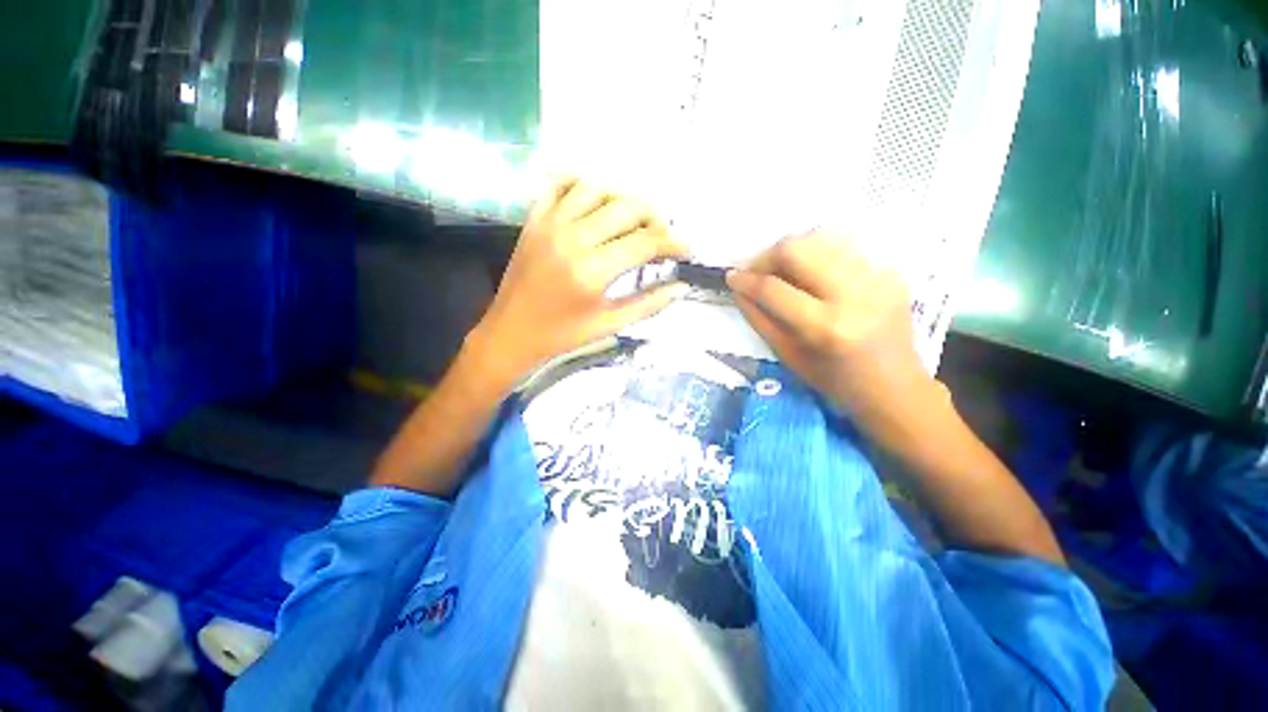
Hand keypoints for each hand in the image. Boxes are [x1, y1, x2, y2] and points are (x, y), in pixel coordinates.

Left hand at [468, 177, 688, 387]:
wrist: (511, 333)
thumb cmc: (562, 335)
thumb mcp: (609, 325)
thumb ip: (648, 304)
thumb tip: (682, 287)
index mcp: (592, 271)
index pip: (646, 242)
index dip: (673, 243)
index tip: (686, 249)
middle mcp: (573, 238)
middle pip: (626, 207)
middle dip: (655, 216)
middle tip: (662, 234)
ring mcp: (549, 224)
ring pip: (596, 189)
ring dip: (622, 198)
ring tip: (633, 219)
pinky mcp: (533, 220)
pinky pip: (558, 184)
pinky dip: (580, 183)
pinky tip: (595, 200)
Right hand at [727, 232, 941, 433]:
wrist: (895, 387)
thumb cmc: (835, 381)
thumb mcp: (788, 356)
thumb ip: (759, 319)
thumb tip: (739, 288)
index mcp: (826, 327)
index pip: (773, 288)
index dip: (746, 280)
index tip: (732, 278)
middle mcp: (854, 294)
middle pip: (797, 248)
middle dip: (767, 256)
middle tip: (757, 273)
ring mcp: (877, 277)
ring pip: (820, 237)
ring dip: (792, 251)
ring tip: (782, 272)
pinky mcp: (890, 271)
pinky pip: (842, 247)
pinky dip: (817, 256)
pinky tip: (813, 276)